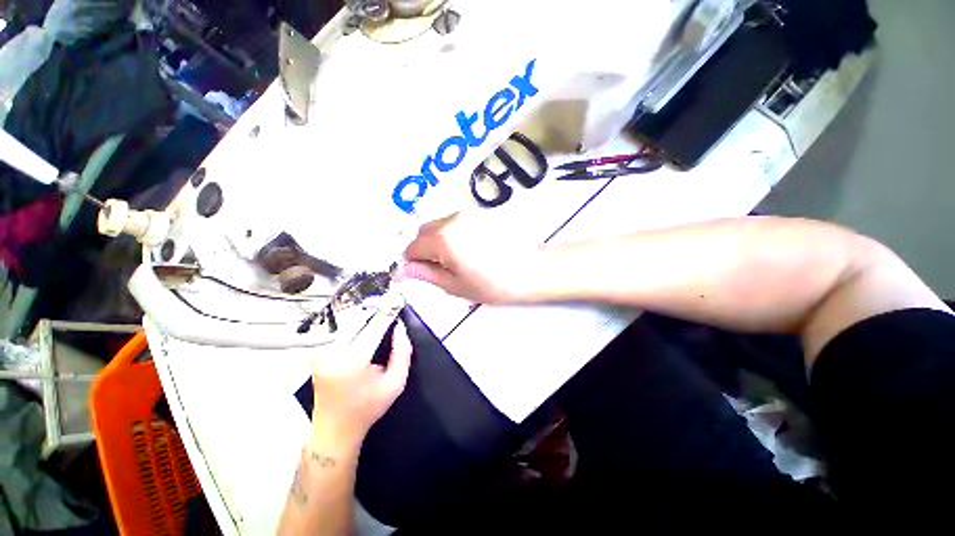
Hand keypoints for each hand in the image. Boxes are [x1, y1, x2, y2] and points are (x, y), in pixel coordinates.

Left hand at [310, 315, 411, 448]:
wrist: (333, 429)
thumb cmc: (367, 408)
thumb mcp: (395, 384)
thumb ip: (402, 352)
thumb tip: (399, 327)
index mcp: (352, 361)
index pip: (373, 327)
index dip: (387, 312)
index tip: (396, 299)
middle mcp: (332, 353)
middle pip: (357, 320)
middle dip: (374, 311)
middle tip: (389, 305)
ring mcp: (320, 353)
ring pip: (348, 324)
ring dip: (364, 319)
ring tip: (379, 317)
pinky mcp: (317, 353)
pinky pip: (341, 333)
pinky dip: (354, 328)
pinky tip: (364, 330)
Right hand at [398, 213, 542, 304]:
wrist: (530, 271)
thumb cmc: (491, 284)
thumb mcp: (454, 285)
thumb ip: (425, 274)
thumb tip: (399, 272)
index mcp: (441, 239)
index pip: (412, 247)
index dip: (411, 263)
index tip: (420, 274)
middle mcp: (451, 219)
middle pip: (423, 232)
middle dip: (423, 249)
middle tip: (440, 269)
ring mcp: (467, 214)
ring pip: (439, 225)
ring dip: (437, 241)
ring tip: (456, 260)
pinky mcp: (480, 214)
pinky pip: (455, 223)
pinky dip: (452, 235)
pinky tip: (469, 250)